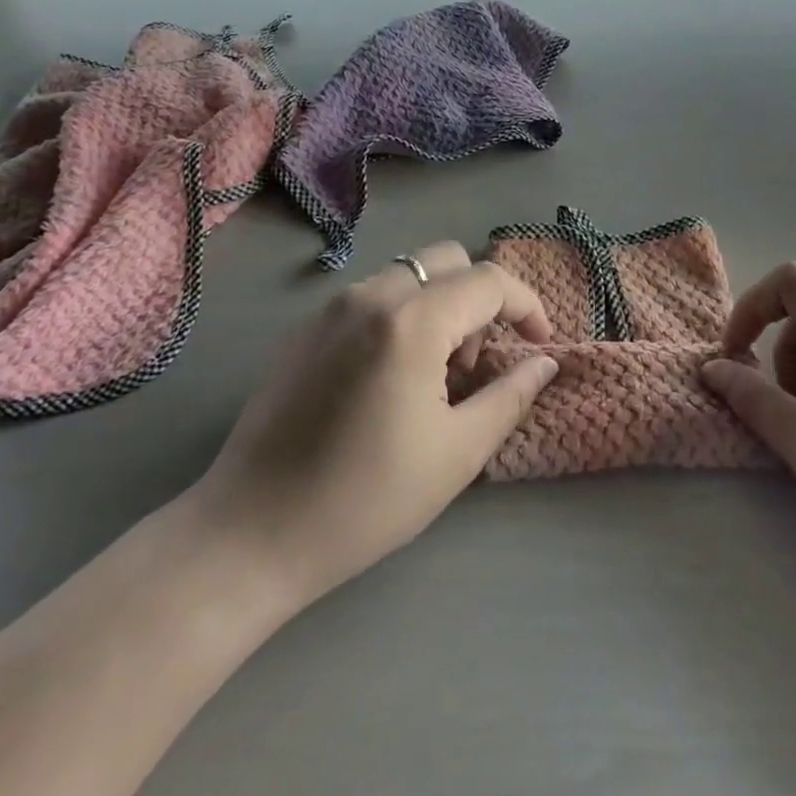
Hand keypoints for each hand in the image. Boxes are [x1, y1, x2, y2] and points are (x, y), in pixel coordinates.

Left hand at [187, 243, 558, 611]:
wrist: (250, 535)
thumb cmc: (365, 501)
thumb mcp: (456, 453)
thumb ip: (510, 396)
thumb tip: (545, 362)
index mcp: (411, 321)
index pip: (488, 281)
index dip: (526, 306)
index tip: (539, 344)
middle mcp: (370, 295)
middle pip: (447, 260)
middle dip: (479, 299)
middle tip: (474, 364)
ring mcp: (330, 307)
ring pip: (408, 275)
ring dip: (438, 306)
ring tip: (431, 377)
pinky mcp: (303, 328)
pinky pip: (370, 298)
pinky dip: (399, 316)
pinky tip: (386, 380)